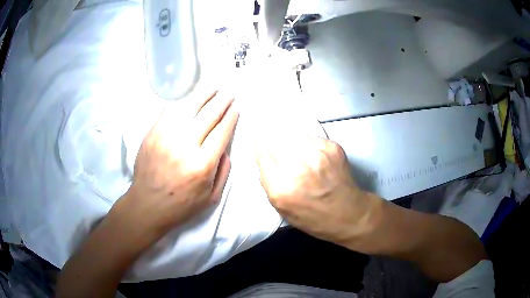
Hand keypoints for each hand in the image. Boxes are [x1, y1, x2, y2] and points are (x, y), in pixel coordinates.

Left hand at [118, 90, 238, 235]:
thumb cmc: (181, 205)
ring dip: (203, 95)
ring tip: (213, 88)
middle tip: (229, 93)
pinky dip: (181, 102)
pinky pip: (169, 111)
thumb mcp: (211, 198)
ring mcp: (166, 137)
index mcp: (202, 165)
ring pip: (189, 107)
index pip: (222, 132)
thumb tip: (226, 149)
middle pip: (208, 115)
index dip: (231, 116)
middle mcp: (185, 146)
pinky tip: (189, 98)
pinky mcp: (152, 134)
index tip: (236, 107)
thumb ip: (223, 172)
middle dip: (222, 101)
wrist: (147, 205)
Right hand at [255, 136, 379, 246]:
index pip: (262, 154)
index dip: (258, 143)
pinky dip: (307, 143)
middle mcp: (297, 167)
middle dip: (274, 140)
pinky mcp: (331, 147)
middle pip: (276, 139)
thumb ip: (270, 184)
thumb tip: (265, 159)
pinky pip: (311, 137)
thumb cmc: (314, 218)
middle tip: (276, 141)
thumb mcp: (283, 209)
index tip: (257, 134)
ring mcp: (317, 154)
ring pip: (294, 135)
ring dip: (291, 140)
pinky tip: (312, 154)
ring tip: (297, 149)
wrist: (349, 214)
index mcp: (282, 187)